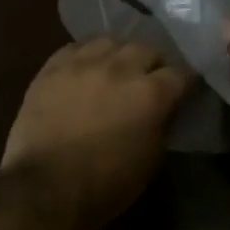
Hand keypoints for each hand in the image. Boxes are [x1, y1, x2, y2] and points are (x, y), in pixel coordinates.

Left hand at [0, 40, 192, 229]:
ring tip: (114, 71)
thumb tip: (164, 107)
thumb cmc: (105, 184)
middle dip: (152, 65)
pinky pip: (76, 48)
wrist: (46, 188)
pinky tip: (84, 71)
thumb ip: (161, 123)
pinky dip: (86, 57)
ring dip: (118, 56)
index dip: (184, 82)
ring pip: (111, 42)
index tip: (183, 90)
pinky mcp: (53, 67)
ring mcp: (83, 63)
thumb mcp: (150, 159)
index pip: (180, 73)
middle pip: (146, 49)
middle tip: (148, 81)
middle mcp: (120, 68)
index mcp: (150, 93)